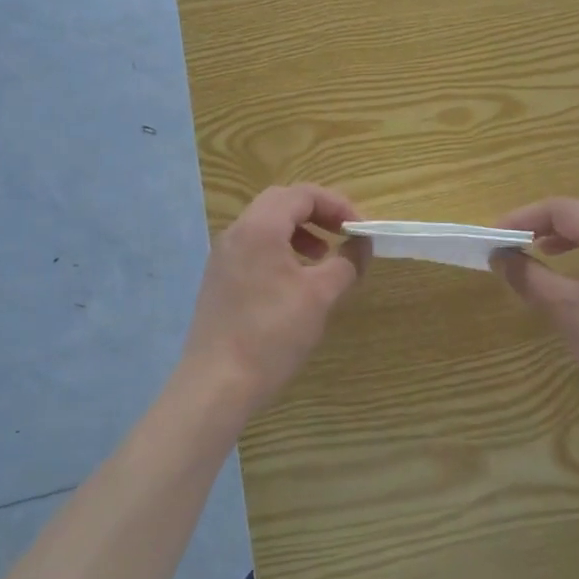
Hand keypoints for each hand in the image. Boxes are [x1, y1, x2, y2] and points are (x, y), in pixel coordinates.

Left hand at [181, 184, 368, 416]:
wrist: (216, 384)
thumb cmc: (272, 334)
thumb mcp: (319, 296)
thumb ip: (346, 262)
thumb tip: (362, 244)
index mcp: (259, 227)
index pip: (302, 194)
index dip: (336, 205)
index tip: (359, 229)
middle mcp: (236, 232)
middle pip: (281, 202)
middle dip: (317, 214)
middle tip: (342, 235)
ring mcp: (222, 256)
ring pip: (265, 225)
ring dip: (298, 232)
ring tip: (322, 258)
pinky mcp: (218, 280)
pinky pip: (253, 248)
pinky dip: (279, 250)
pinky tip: (294, 282)